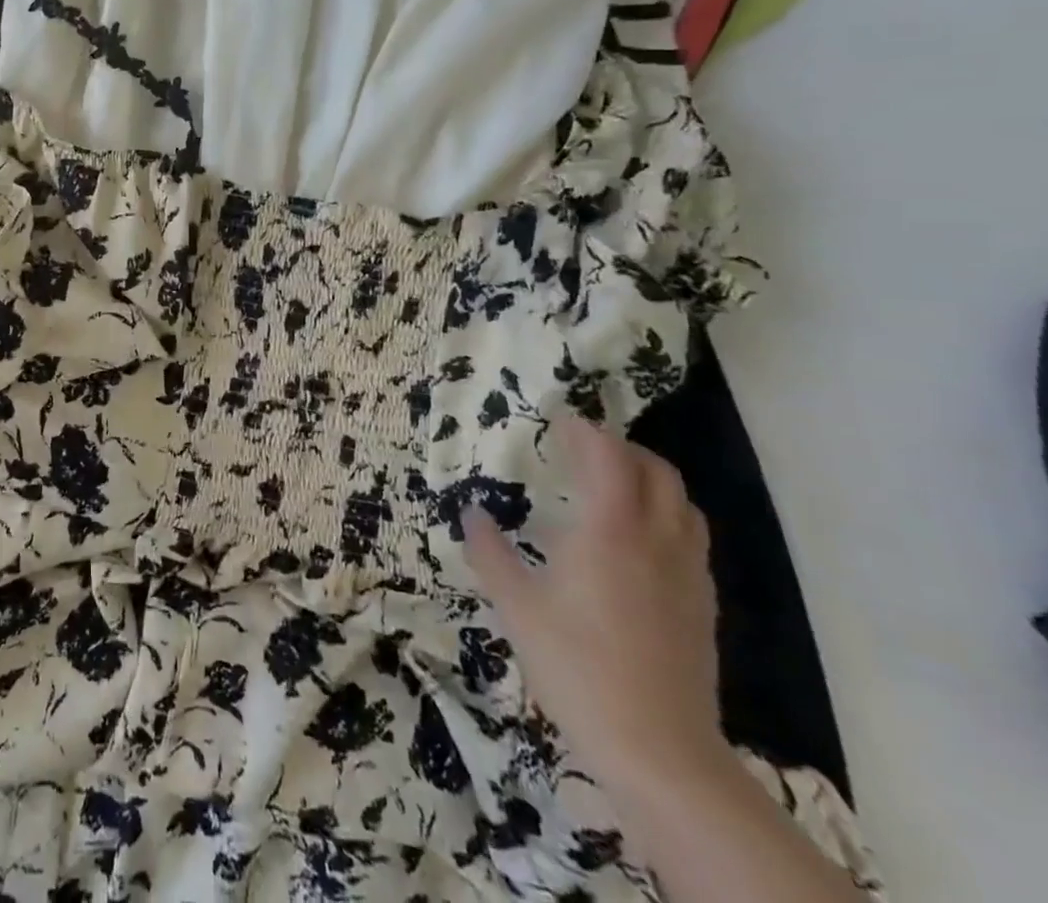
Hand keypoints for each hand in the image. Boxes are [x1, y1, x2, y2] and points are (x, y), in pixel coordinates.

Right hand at [464, 415, 727, 801]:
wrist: (660, 752)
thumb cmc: (577, 667)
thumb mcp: (516, 606)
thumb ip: (490, 552)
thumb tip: (472, 513)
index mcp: (610, 531)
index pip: (608, 457)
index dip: (585, 431)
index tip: (558, 420)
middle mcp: (657, 541)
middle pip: (657, 472)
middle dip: (621, 449)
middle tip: (582, 449)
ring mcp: (687, 575)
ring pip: (683, 505)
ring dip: (649, 481)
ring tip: (611, 487)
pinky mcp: (702, 607)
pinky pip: (690, 540)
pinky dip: (664, 517)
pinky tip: (634, 543)